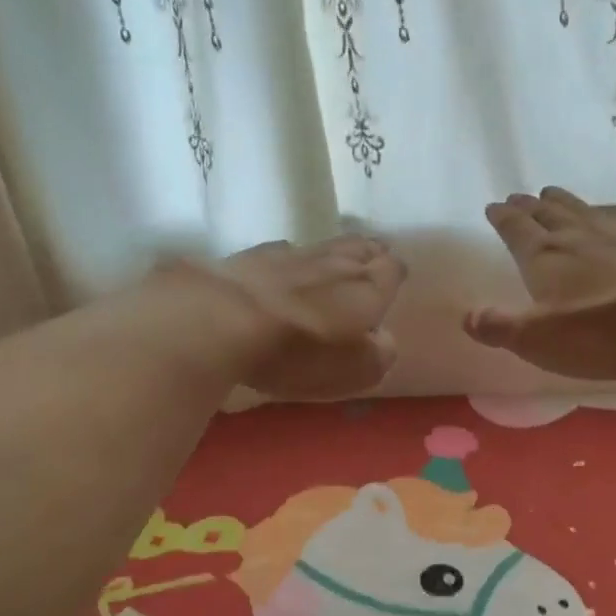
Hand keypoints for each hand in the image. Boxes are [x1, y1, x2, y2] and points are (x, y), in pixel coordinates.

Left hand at [207, 234, 405, 399]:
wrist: (220, 319)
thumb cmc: (298, 352)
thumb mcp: (353, 370)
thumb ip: (378, 354)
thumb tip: (382, 339)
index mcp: (367, 288)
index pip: (392, 269)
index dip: (394, 275)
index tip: (393, 281)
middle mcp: (336, 262)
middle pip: (361, 248)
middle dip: (370, 253)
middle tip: (372, 259)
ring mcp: (292, 254)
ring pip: (324, 246)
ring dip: (334, 253)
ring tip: (336, 261)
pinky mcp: (253, 256)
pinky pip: (284, 252)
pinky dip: (291, 260)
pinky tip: (285, 267)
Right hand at [465, 189, 615, 379]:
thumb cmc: (603, 331)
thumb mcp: (539, 339)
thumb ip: (500, 326)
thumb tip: (467, 315)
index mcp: (544, 257)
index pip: (516, 230)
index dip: (502, 218)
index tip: (494, 206)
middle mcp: (578, 236)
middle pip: (547, 213)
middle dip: (529, 206)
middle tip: (518, 197)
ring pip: (583, 209)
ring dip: (564, 201)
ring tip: (552, 193)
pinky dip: (614, 211)